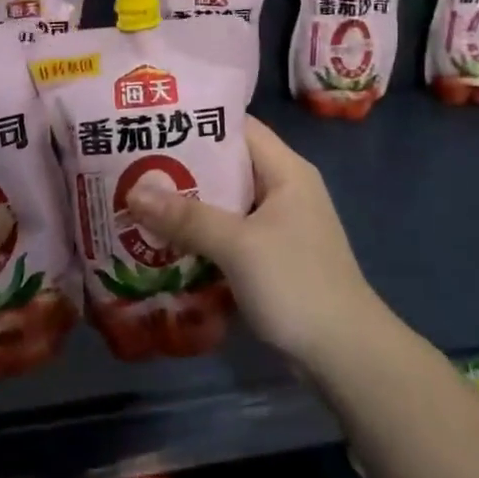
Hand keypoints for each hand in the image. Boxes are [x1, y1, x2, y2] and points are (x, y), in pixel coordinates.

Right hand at [126, 116, 384, 370]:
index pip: (239, 128)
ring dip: (189, 206)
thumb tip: (133, 192)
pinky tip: (165, 244)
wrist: (345, 354)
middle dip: (184, 168)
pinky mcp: (273, 258)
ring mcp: (280, 226)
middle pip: (229, 166)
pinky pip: (231, 235)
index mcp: (286, 171)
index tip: (154, 124)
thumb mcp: (238, 245)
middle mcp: (285, 190)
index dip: (198, 123)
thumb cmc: (296, 283)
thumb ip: (187, 217)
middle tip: (133, 167)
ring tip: (139, 202)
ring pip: (227, 204)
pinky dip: (202, 236)